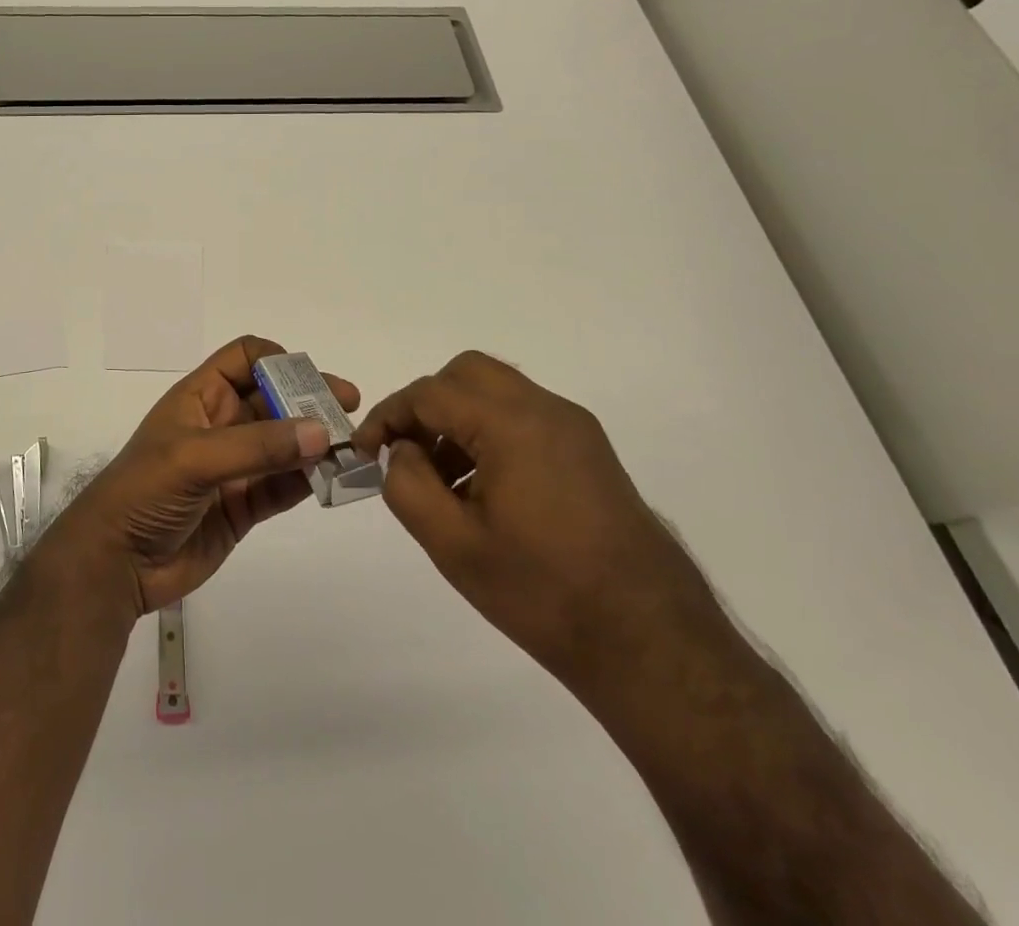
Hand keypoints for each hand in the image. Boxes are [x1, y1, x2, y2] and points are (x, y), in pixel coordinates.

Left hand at [39, 336, 358, 617]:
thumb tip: (321, 432)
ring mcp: (234, 466)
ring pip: (285, 443)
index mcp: (201, 397)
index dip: (277, 360)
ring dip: (316, 442)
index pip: (243, 358)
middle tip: (350, 411)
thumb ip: (258, 446)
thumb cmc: (144, 492)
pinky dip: (310, 479)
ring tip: (354, 447)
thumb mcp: (194, 458)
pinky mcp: (244, 505)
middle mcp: (221, 424)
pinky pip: (284, 484)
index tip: (310, 380)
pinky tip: (336, 478)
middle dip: (310, 400)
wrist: (115, 563)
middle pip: (274, 399)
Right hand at [352, 351, 724, 684]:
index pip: (430, 394)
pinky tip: (481, 489)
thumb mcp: (453, 544)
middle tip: (406, 452)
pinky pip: (525, 417)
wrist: (653, 644)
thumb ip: (408, 485)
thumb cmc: (543, 593)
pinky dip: (490, 432)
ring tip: (440, 479)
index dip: (388, 416)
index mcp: (512, 425)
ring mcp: (575, 430)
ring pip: (497, 392)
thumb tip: (403, 451)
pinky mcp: (591, 453)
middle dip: (426, 404)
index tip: (365, 451)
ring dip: (458, 418)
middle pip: (467, 374)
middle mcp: (547, 411)